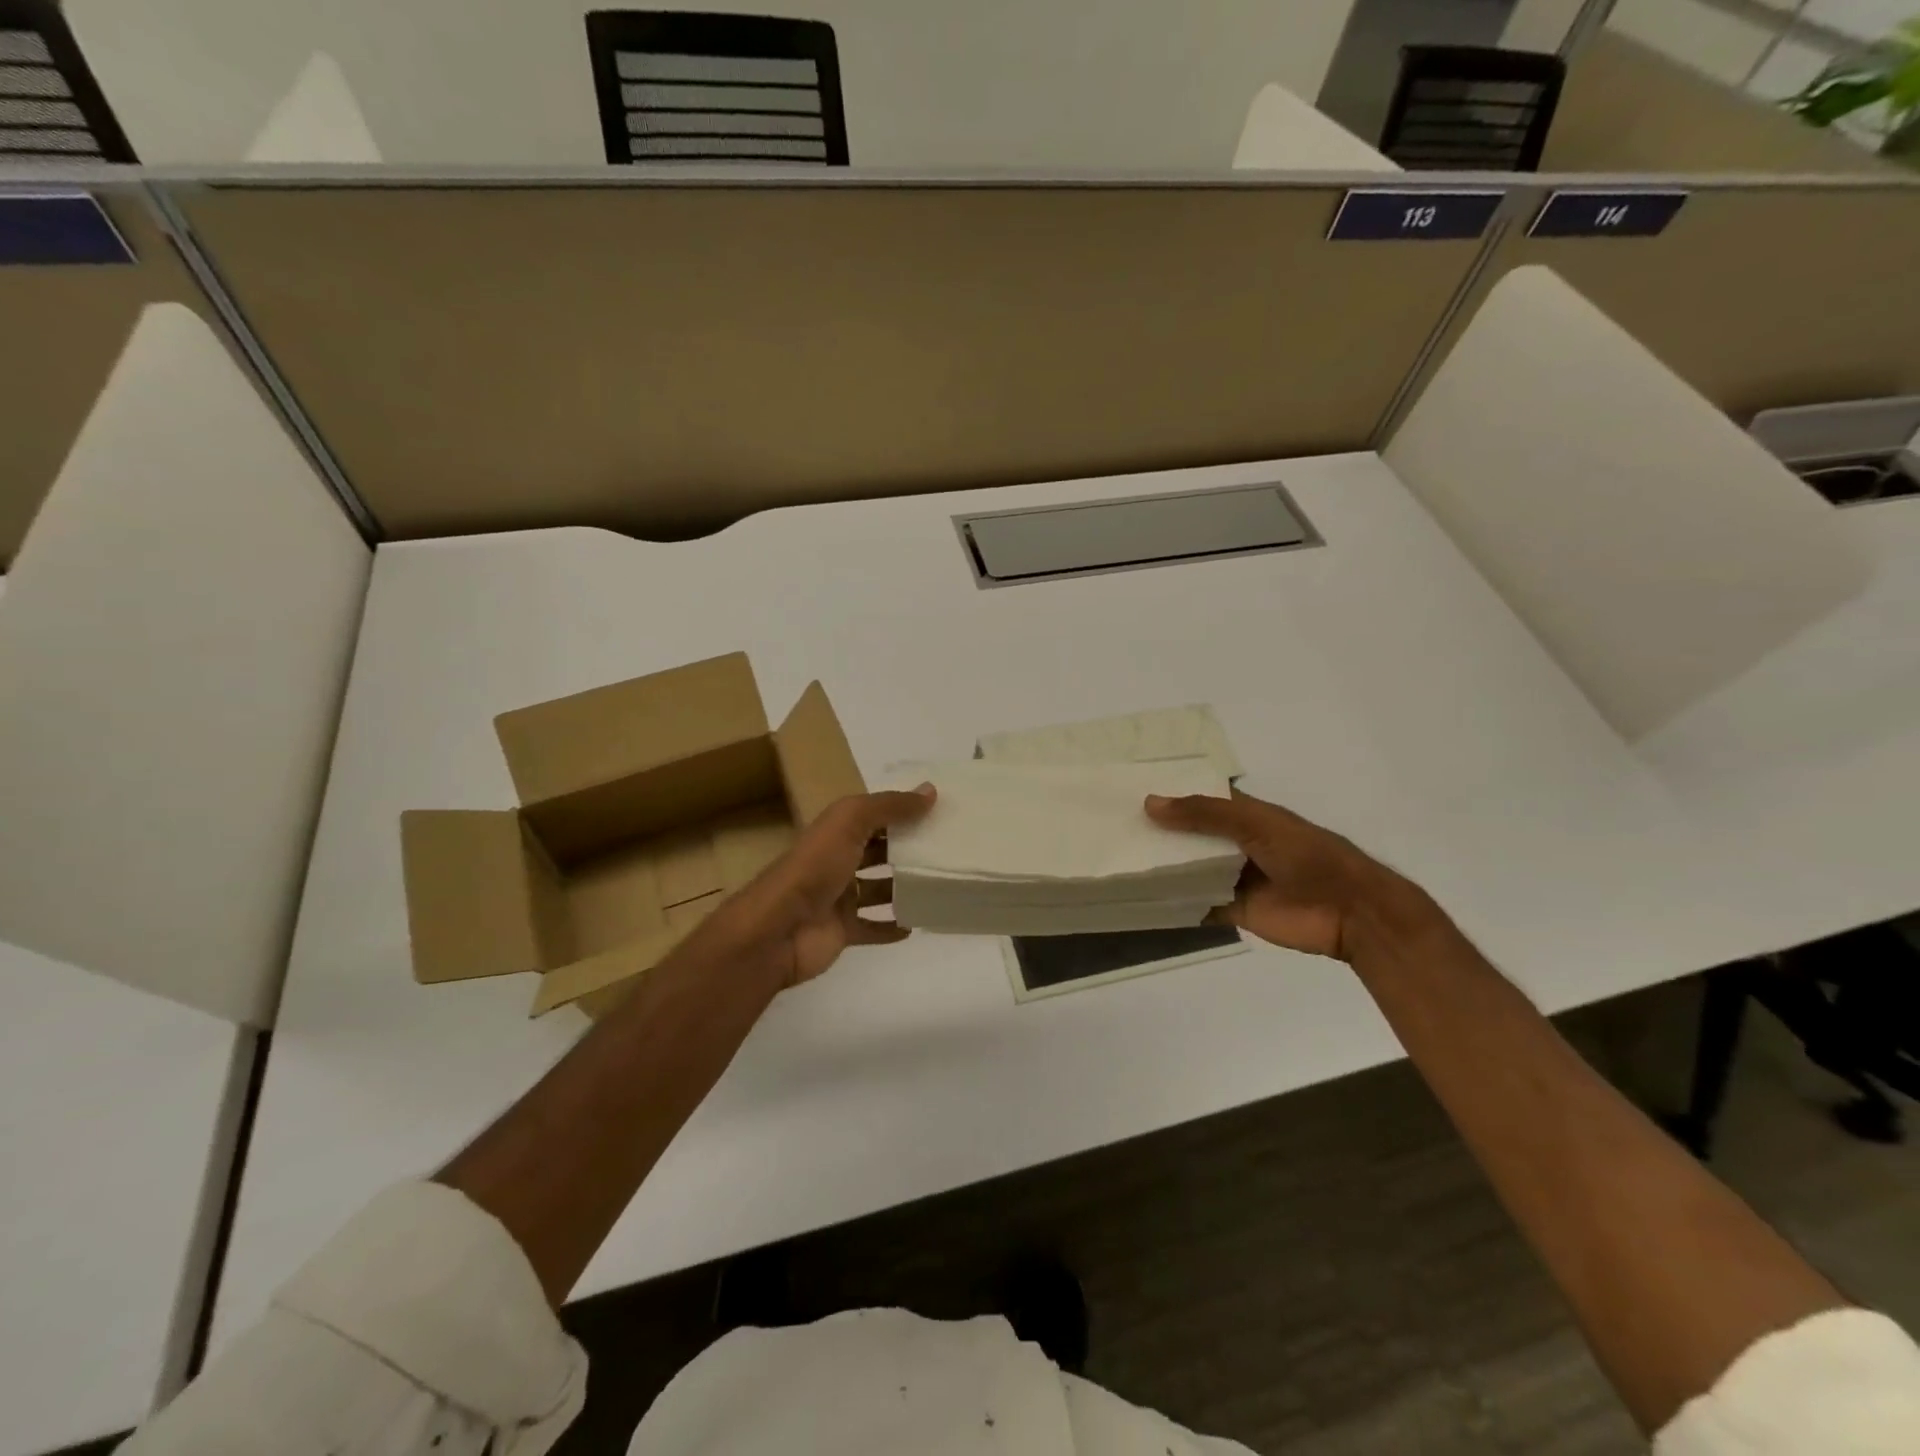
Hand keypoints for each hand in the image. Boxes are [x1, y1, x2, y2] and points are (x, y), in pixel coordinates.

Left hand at [678, 786, 935, 988]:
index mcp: (835, 831)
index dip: (901, 811)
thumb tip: (930, 791)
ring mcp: (838, 899)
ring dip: (903, 887)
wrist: (778, 929)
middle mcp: (836, 861)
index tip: (938, 811)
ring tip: (940, 883)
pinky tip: (917, 923)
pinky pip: (873, 928)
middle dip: (906, 849)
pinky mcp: (842, 932)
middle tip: (947, 848)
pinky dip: (893, 927)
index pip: (872, 816)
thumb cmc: (815, 868)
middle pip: (877, 851)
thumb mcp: (851, 822)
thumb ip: (890, 806)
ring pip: (878, 889)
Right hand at [1145, 788, 1425, 960]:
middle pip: (1190, 835)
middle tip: (1112, 826)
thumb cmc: (1307, 856)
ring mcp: (1234, 877)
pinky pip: (1197, 904)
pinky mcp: (1234, 910)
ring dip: (1163, 867)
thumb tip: (1149, 803)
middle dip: (1159, 832)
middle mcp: (1235, 843)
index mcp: (1245, 815)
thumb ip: (1204, 814)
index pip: (1200, 799)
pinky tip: (1141, 899)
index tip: (1129, 789)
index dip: (1171, 794)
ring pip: (1191, 869)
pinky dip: (1175, 903)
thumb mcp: (1256, 824)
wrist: (1351, 912)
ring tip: (1117, 859)